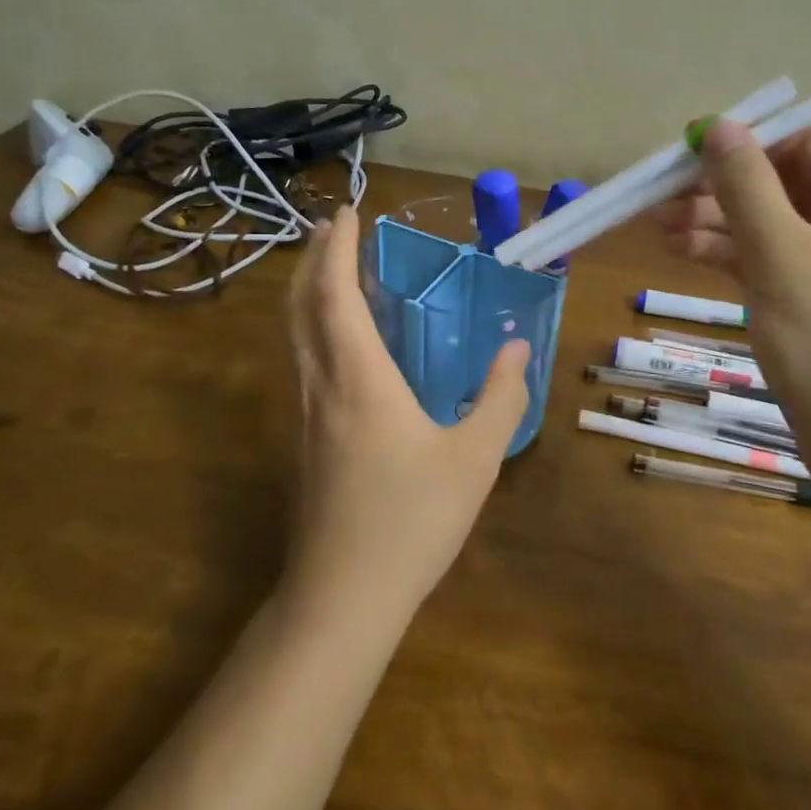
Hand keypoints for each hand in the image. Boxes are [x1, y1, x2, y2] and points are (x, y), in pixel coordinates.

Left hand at [285, 207, 530, 622]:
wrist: (343, 596)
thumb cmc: (412, 520)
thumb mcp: (475, 458)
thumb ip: (499, 398)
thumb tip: (515, 349)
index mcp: (359, 378)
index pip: (335, 294)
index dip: (336, 248)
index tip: (346, 213)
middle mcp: (322, 384)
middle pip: (301, 306)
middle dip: (313, 260)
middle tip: (332, 229)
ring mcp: (306, 412)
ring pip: (295, 334)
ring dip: (309, 292)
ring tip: (333, 270)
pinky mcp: (306, 438)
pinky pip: (303, 360)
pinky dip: (313, 326)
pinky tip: (341, 340)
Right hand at [656, 121, 810, 453]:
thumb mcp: (781, 256)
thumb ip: (747, 187)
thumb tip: (718, 126)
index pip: (808, 142)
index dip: (750, 140)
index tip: (691, 150)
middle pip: (783, 182)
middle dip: (721, 185)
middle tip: (660, 194)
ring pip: (769, 222)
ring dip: (715, 219)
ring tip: (657, 226)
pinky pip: (767, 259)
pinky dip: (727, 253)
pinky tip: (682, 251)